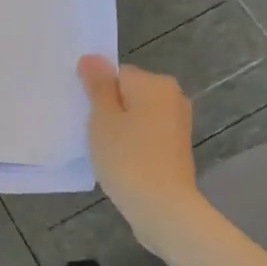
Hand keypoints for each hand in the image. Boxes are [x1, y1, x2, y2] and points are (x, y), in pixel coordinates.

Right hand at [77, 55, 201, 245]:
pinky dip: (133, 144)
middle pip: (129, 93)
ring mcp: (178, 123)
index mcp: (155, 83)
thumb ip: (98, 85)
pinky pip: (147, 135)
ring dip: (120, 129)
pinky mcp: (177, 148)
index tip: (88, 117)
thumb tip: (92, 57)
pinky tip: (121, 162)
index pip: (116, 75)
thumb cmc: (127, 157)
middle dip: (110, 110)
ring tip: (105, 151)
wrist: (163, 207)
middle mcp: (172, 96)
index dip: (98, 94)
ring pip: (137, 115)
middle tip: (93, 134)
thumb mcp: (103, 117)